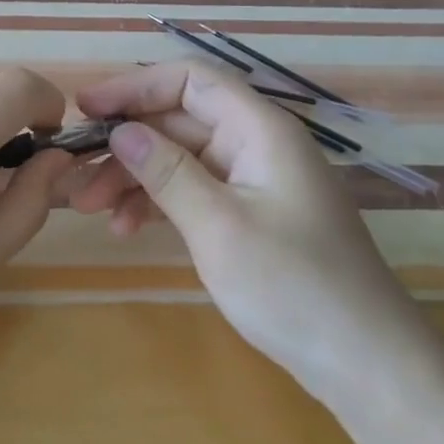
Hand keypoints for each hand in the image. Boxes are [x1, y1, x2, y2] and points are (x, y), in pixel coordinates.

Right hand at [70, 61, 412, 380]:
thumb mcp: (219, 226)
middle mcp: (257, 145)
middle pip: (180, 121)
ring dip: (136, 178)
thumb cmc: (294, 286)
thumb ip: (167, 172)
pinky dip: (159, 203)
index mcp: (260, 130)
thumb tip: (120, 131)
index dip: (135, 86)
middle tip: (77, 178)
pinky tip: (127, 228)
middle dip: (127, 144)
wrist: (366, 363)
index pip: (190, 80)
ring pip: (181, 158)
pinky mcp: (251, 216)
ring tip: (92, 210)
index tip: (85, 110)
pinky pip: (195, 191)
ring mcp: (254, 182)